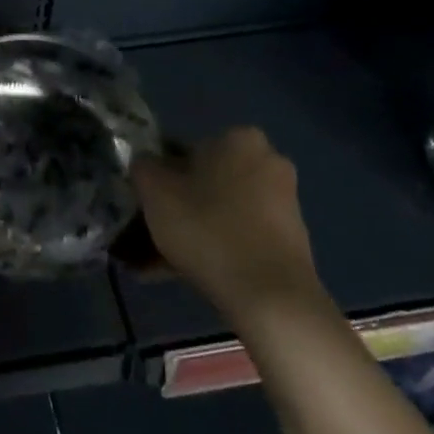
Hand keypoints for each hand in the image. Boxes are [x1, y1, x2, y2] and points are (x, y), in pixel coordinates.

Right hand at [131, 128, 322, 324]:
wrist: (269, 295)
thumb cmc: (207, 228)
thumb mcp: (154, 191)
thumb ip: (143, 167)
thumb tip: (146, 165)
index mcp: (238, 138)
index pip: (184, 150)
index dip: (159, 178)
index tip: (146, 206)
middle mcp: (267, 160)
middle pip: (205, 181)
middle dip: (178, 206)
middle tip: (151, 235)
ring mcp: (284, 201)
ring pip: (221, 210)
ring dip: (192, 230)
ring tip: (160, 265)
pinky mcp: (291, 237)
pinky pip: (240, 234)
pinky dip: (215, 247)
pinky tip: (186, 274)